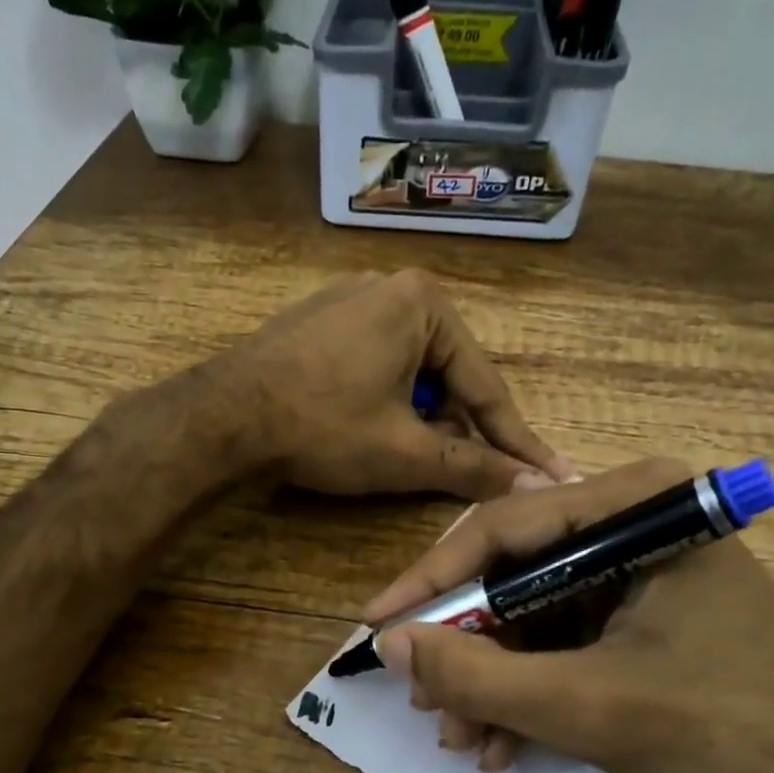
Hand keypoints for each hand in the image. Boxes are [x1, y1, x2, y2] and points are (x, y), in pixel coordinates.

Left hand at [220, 270, 575, 500]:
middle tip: (467, 475)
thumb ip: (473, 467)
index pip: (485, 386)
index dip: (515, 440)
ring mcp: (349, 300)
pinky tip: (372, 431)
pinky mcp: (318, 321)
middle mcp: (391, 288)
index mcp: (424, 304)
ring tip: (413, 458)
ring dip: (419, 418)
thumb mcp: (406, 452)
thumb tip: (534, 484)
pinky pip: (373, 363)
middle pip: (447, 375)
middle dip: (457, 428)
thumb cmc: (323, 427)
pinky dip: (385, 401)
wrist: (223, 417)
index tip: (549, 472)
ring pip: (409, 372)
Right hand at [364, 458, 773, 772]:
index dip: (430, 582)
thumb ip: (480, 677)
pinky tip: (504, 740)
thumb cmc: (721, 727)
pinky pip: (557, 633)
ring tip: (463, 738)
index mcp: (636, 506)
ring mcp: (633, 563)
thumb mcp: (585, 706)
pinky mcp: (634, 604)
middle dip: (465, 647)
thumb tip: (392, 645)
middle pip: (510, 571)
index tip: (376, 626)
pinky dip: (526, 684)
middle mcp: (632, 518)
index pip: (501, 529)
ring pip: (527, 610)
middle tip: (425, 703)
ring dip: (490, 677)